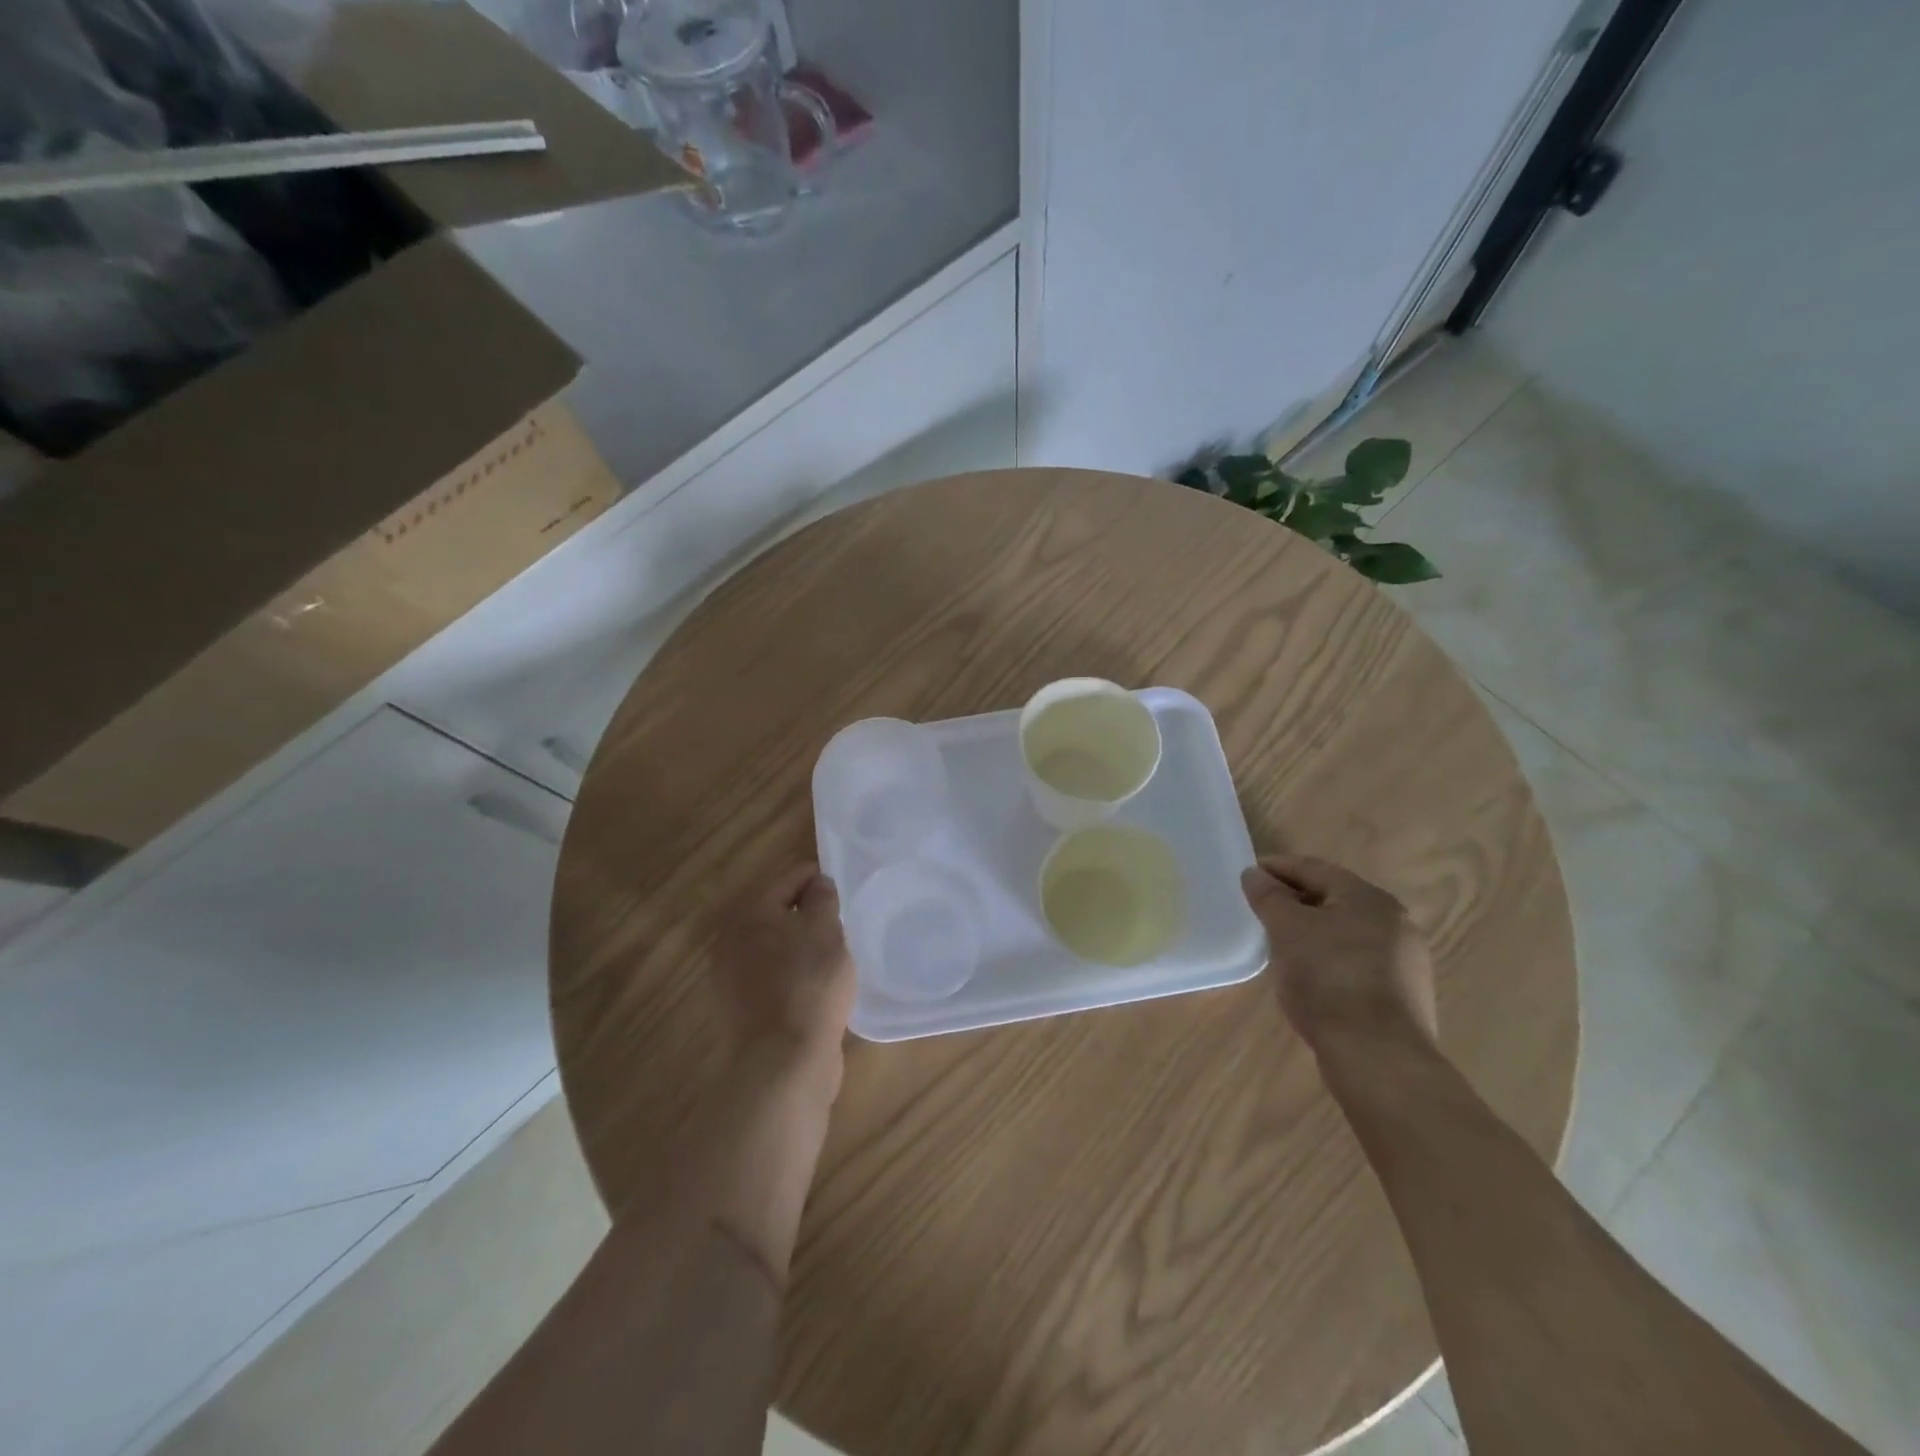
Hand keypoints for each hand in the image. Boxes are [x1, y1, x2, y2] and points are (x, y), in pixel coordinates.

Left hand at [712, 862, 856, 1068]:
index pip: (790, 878)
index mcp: (749, 912)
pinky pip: (772, 975)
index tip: (844, 892)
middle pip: (778, 912)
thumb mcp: (825, 930)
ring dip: (800, 945)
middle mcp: (731, 939)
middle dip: (808, 915)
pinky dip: (792, 973)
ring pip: (775, 945)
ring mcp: (732, 976)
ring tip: (832, 956)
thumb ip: (822, 898)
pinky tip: (815, 985)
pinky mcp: (741, 1007)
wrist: (784, 1061)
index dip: (820, 880)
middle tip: (840, 925)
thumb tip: (817, 884)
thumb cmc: (809, 984)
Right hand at [1240, 854, 1437, 1053]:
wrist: (1378, 1057)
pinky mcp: (1402, 995)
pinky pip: (1356, 962)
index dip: (1278, 868)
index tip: (1248, 875)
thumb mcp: (1287, 930)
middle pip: (1334, 899)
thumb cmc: (1329, 979)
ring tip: (1280, 943)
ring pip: (1347, 932)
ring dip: (1313, 931)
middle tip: (1261, 908)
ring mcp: (1404, 961)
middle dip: (1296, 900)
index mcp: (1369, 899)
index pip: (1315, 869)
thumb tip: (1254, 874)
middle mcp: (1395, 923)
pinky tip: (1309, 976)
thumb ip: (1269, 897)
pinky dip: (1329, 958)